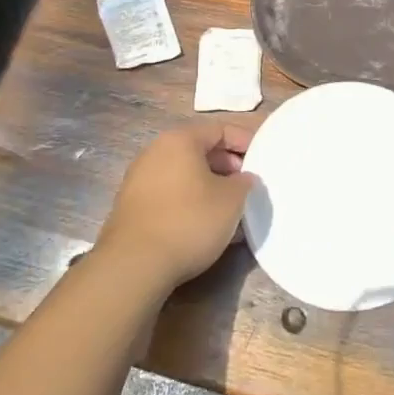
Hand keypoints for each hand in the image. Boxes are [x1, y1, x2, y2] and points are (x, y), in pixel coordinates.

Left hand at [99, 118, 259, 291]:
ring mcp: (139, 179)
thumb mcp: (232, 200)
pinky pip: (169, 193)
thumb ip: (244, 182)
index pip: (219, 129)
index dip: (244, 141)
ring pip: (183, 173)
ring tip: (228, 208)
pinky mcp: (131, 206)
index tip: (262, 159)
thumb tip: (243, 178)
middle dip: (226, 165)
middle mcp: (155, 151)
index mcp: (180, 140)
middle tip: (246, 184)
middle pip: (198, 149)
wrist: (133, 265)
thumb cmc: (189, 221)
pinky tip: (203, 224)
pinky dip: (189, 201)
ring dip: (208, 185)